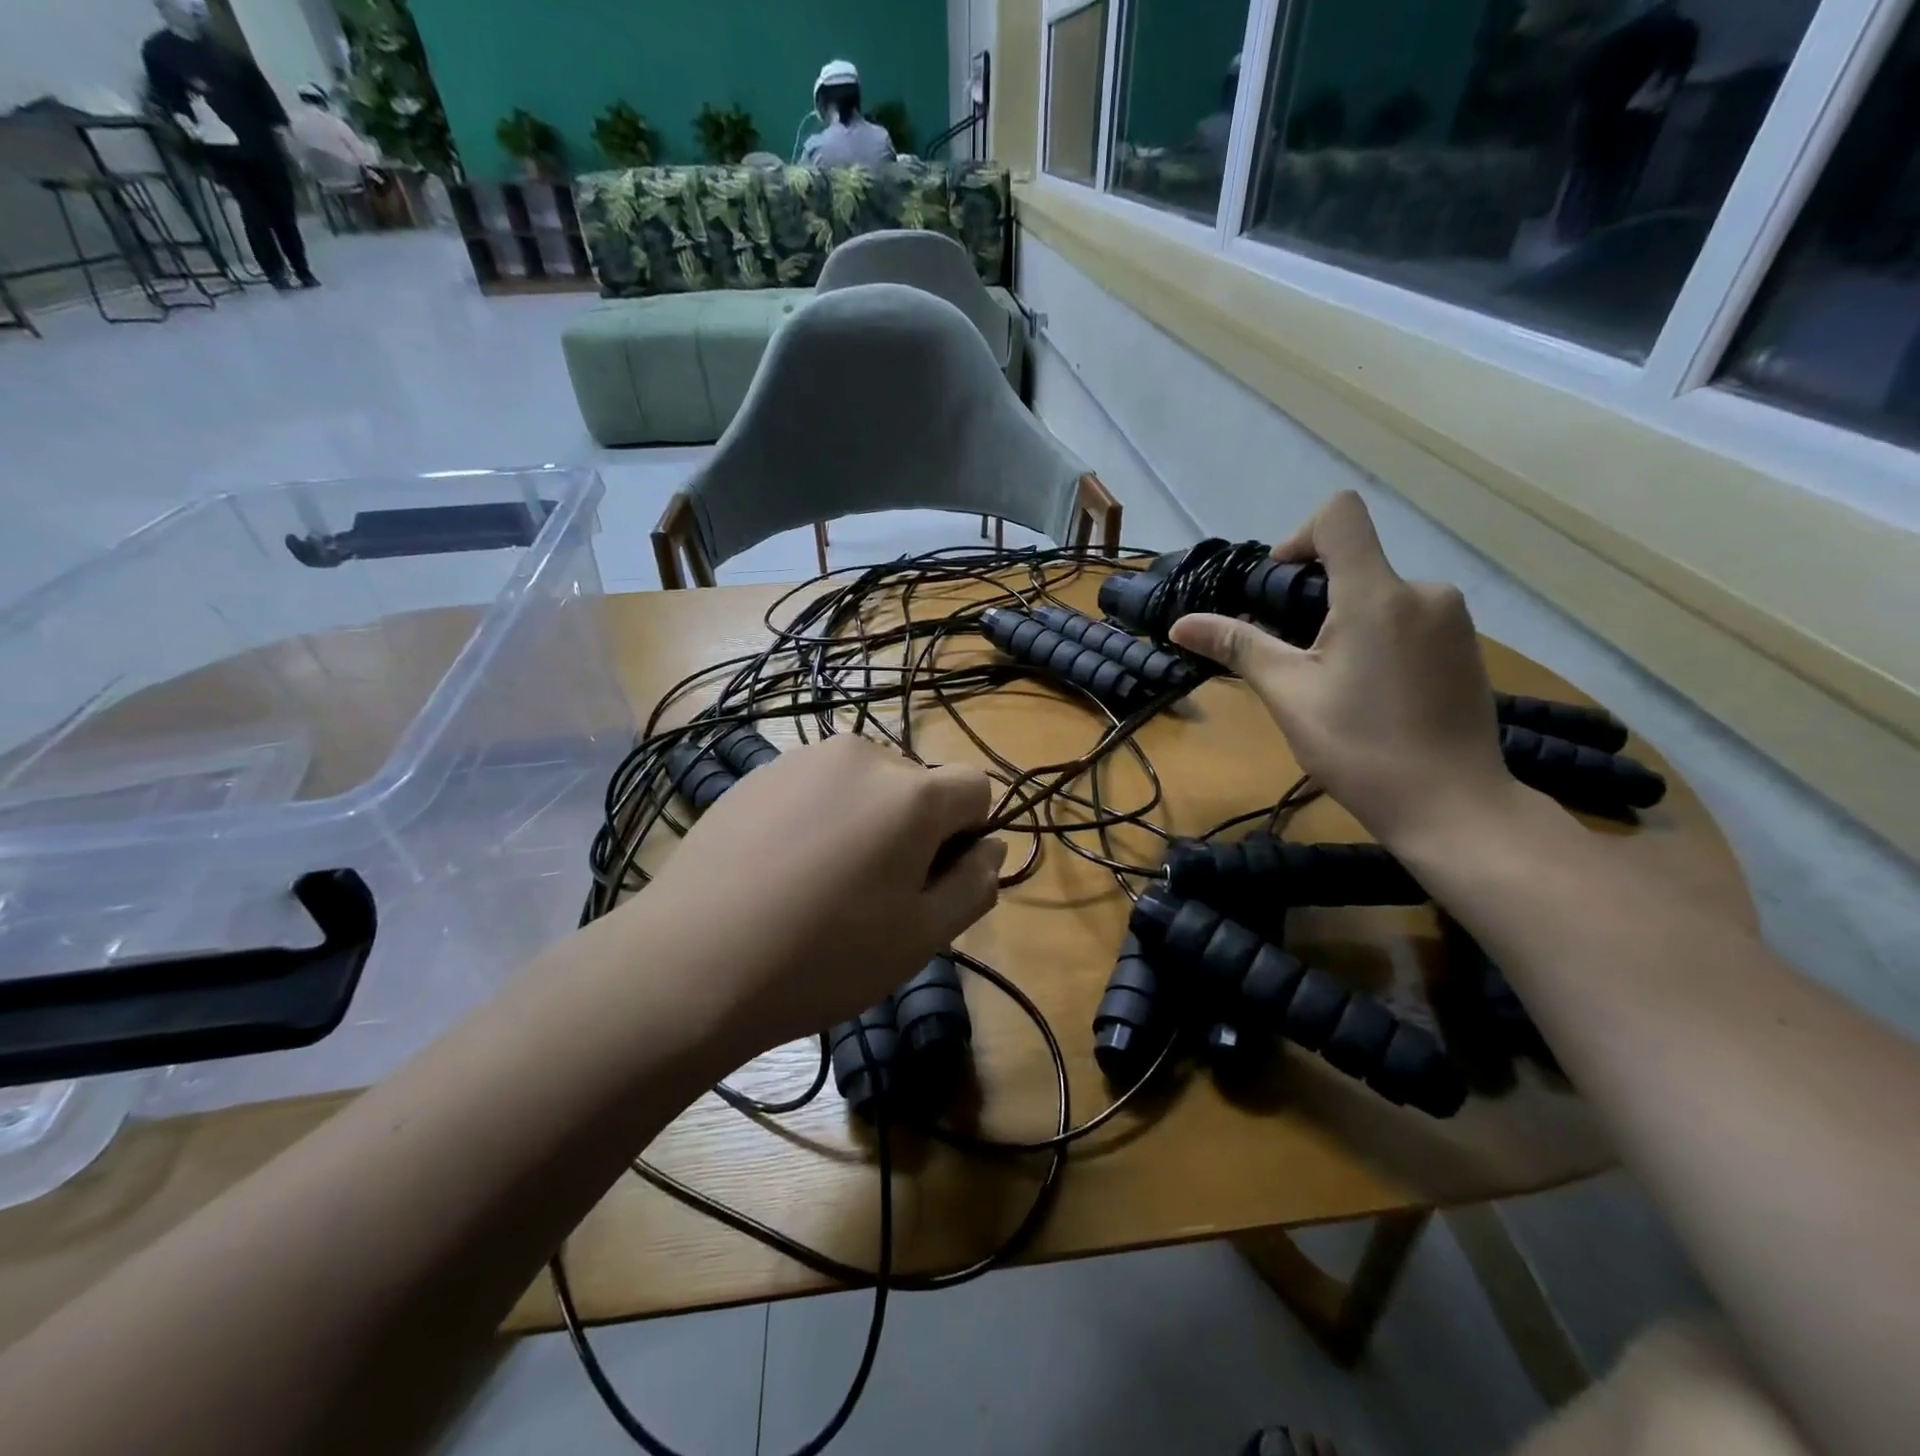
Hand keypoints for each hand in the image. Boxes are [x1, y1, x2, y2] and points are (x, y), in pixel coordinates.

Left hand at [617, 734, 1004, 1058]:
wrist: (691, 961)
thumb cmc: (823, 956)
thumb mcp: (922, 937)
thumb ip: (975, 884)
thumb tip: (991, 847)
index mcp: (912, 792)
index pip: (976, 787)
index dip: (969, 836)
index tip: (933, 883)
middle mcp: (862, 755)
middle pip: (918, 786)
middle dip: (914, 830)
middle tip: (874, 896)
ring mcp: (803, 759)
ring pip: (865, 786)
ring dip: (866, 822)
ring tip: (823, 884)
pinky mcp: (757, 773)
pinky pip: (816, 788)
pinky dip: (820, 818)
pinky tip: (782, 870)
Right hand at [1170, 491, 1511, 847]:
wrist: (1453, 806)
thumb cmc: (1361, 749)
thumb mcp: (1289, 696)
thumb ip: (1238, 647)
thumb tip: (1180, 624)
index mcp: (1377, 595)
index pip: (1339, 515)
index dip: (1298, 538)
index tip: (1278, 592)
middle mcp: (1424, 591)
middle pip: (1354, 562)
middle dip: (1313, 599)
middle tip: (1293, 659)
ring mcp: (1453, 619)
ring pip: (1380, 595)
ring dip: (1345, 623)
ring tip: (1332, 684)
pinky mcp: (1467, 646)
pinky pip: (1408, 620)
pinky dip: (1378, 639)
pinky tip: (1372, 694)